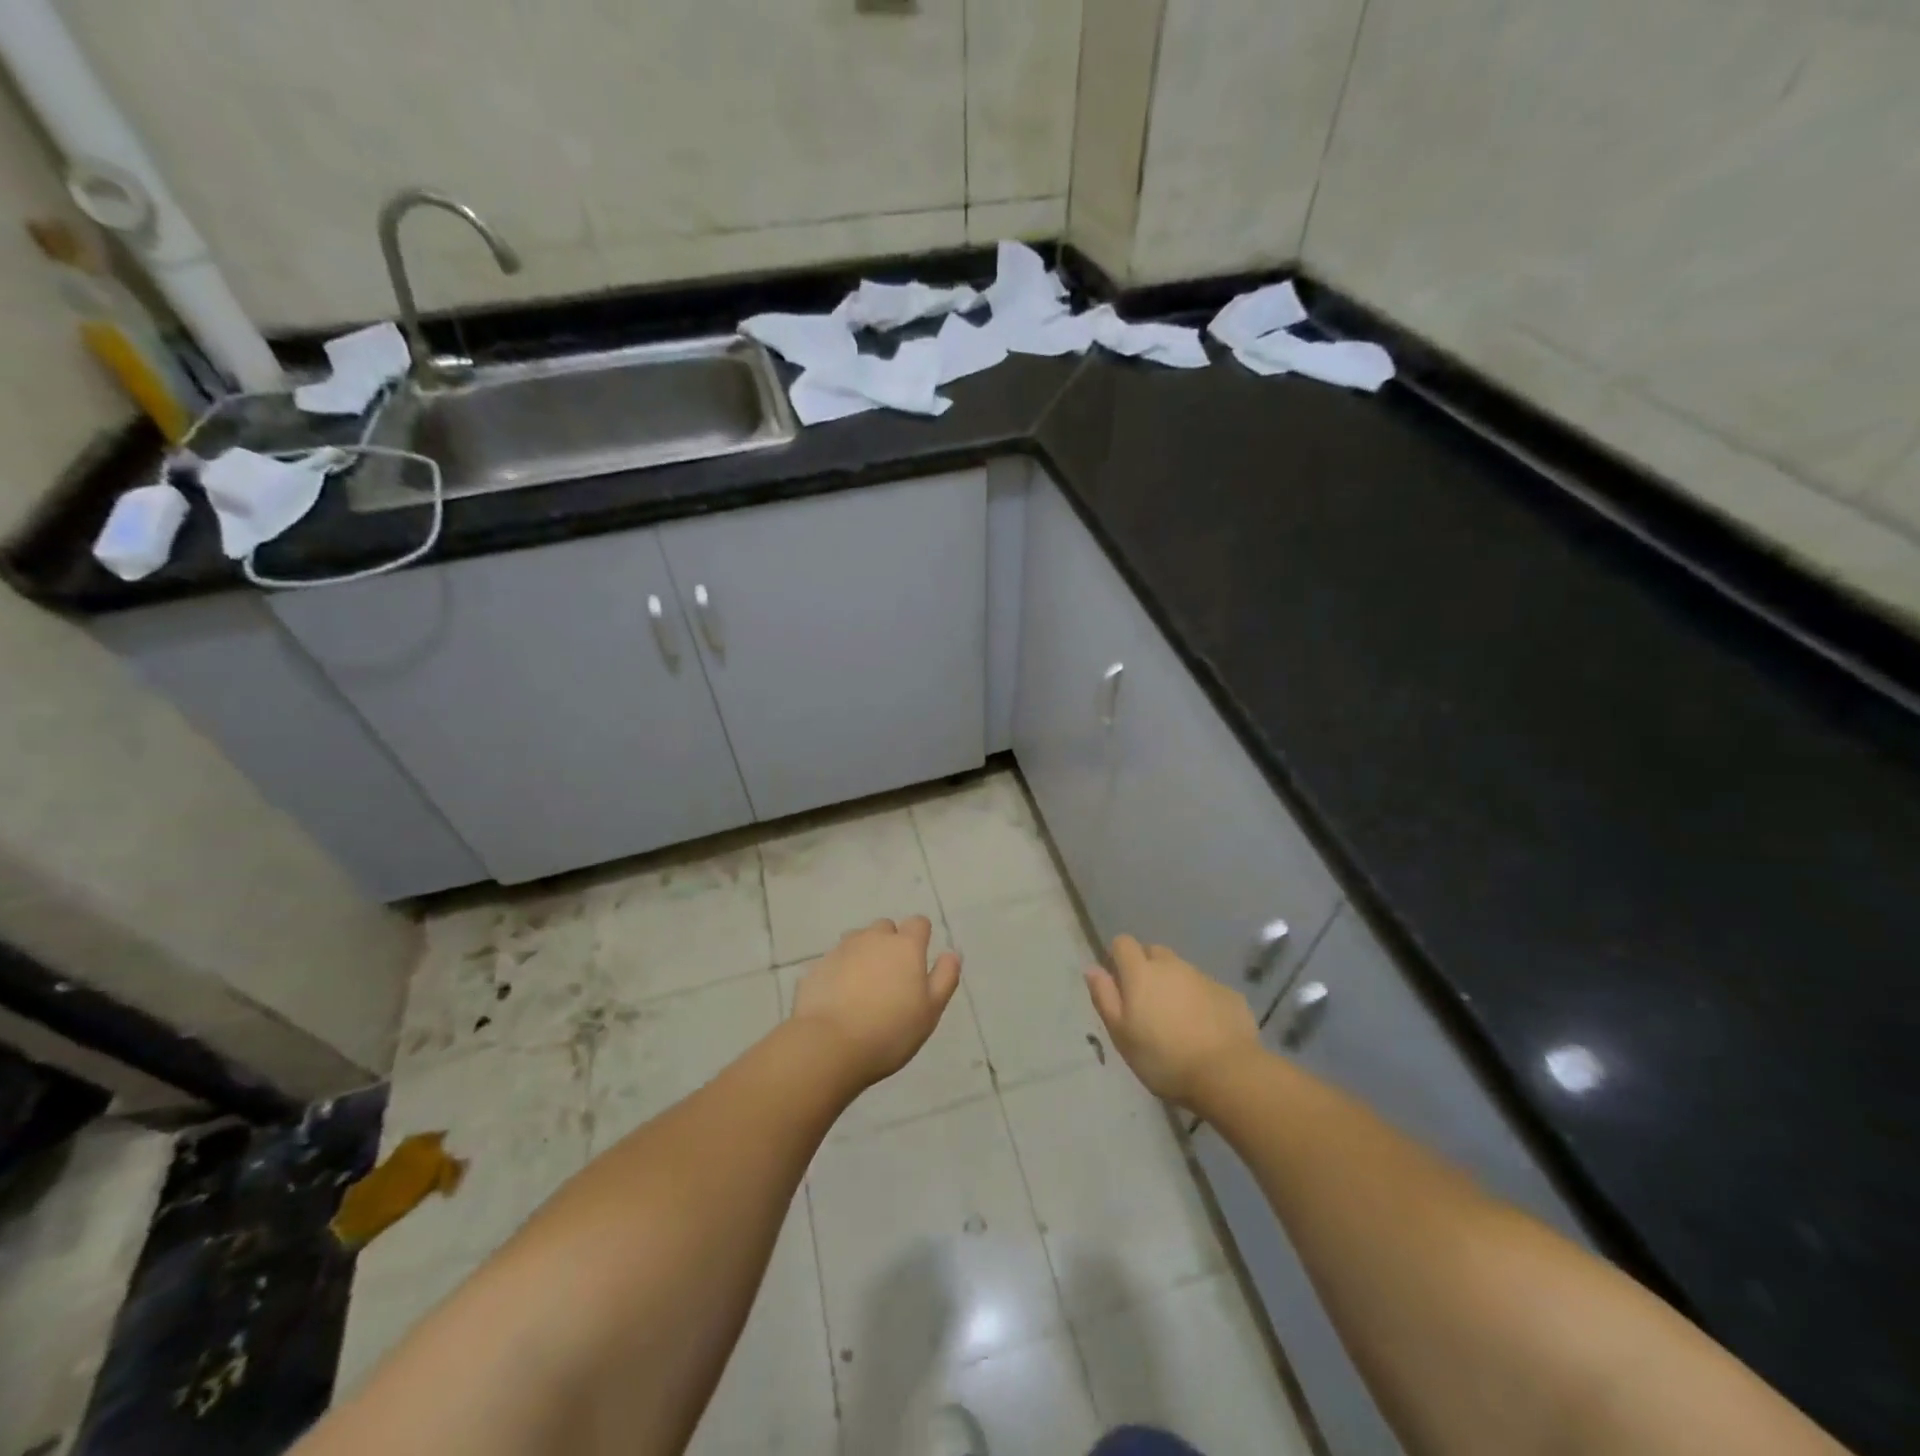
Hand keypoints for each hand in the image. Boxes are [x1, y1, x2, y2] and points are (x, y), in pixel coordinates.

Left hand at [791, 916, 961, 1086]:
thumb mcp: (930, 1011)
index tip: (919, 959)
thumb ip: (945, 978)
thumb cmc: (890, 1031)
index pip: (918, 923)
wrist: (829, 1045)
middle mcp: (873, 938)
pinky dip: (840, 971)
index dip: (921, 937)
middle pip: (885, 928)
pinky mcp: (817, 966)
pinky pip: (835, 960)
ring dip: (864, 953)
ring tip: (864, 985)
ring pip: (857, 940)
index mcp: (905, 946)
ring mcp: (842, 950)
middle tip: (891, 977)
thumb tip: (951, 953)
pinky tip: (839, 998)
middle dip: (890, 943)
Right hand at [1085, 935, 1261, 1106]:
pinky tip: (1204, 1030)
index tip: (1119, 984)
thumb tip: (1093, 968)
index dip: (1117, 958)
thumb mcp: (1121, 1034)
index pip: (1123, 943)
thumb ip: (1104, 997)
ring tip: (1177, 1021)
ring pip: (1181, 971)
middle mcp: (1172, 965)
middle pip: (1154, 953)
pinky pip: (1206, 989)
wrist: (1227, 1074)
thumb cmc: (1163, 1058)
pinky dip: (1200, 1001)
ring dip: (1175, 986)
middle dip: (1147, 969)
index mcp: (1141, 972)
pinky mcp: (1228, 993)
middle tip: (1147, 1004)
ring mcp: (1203, 977)